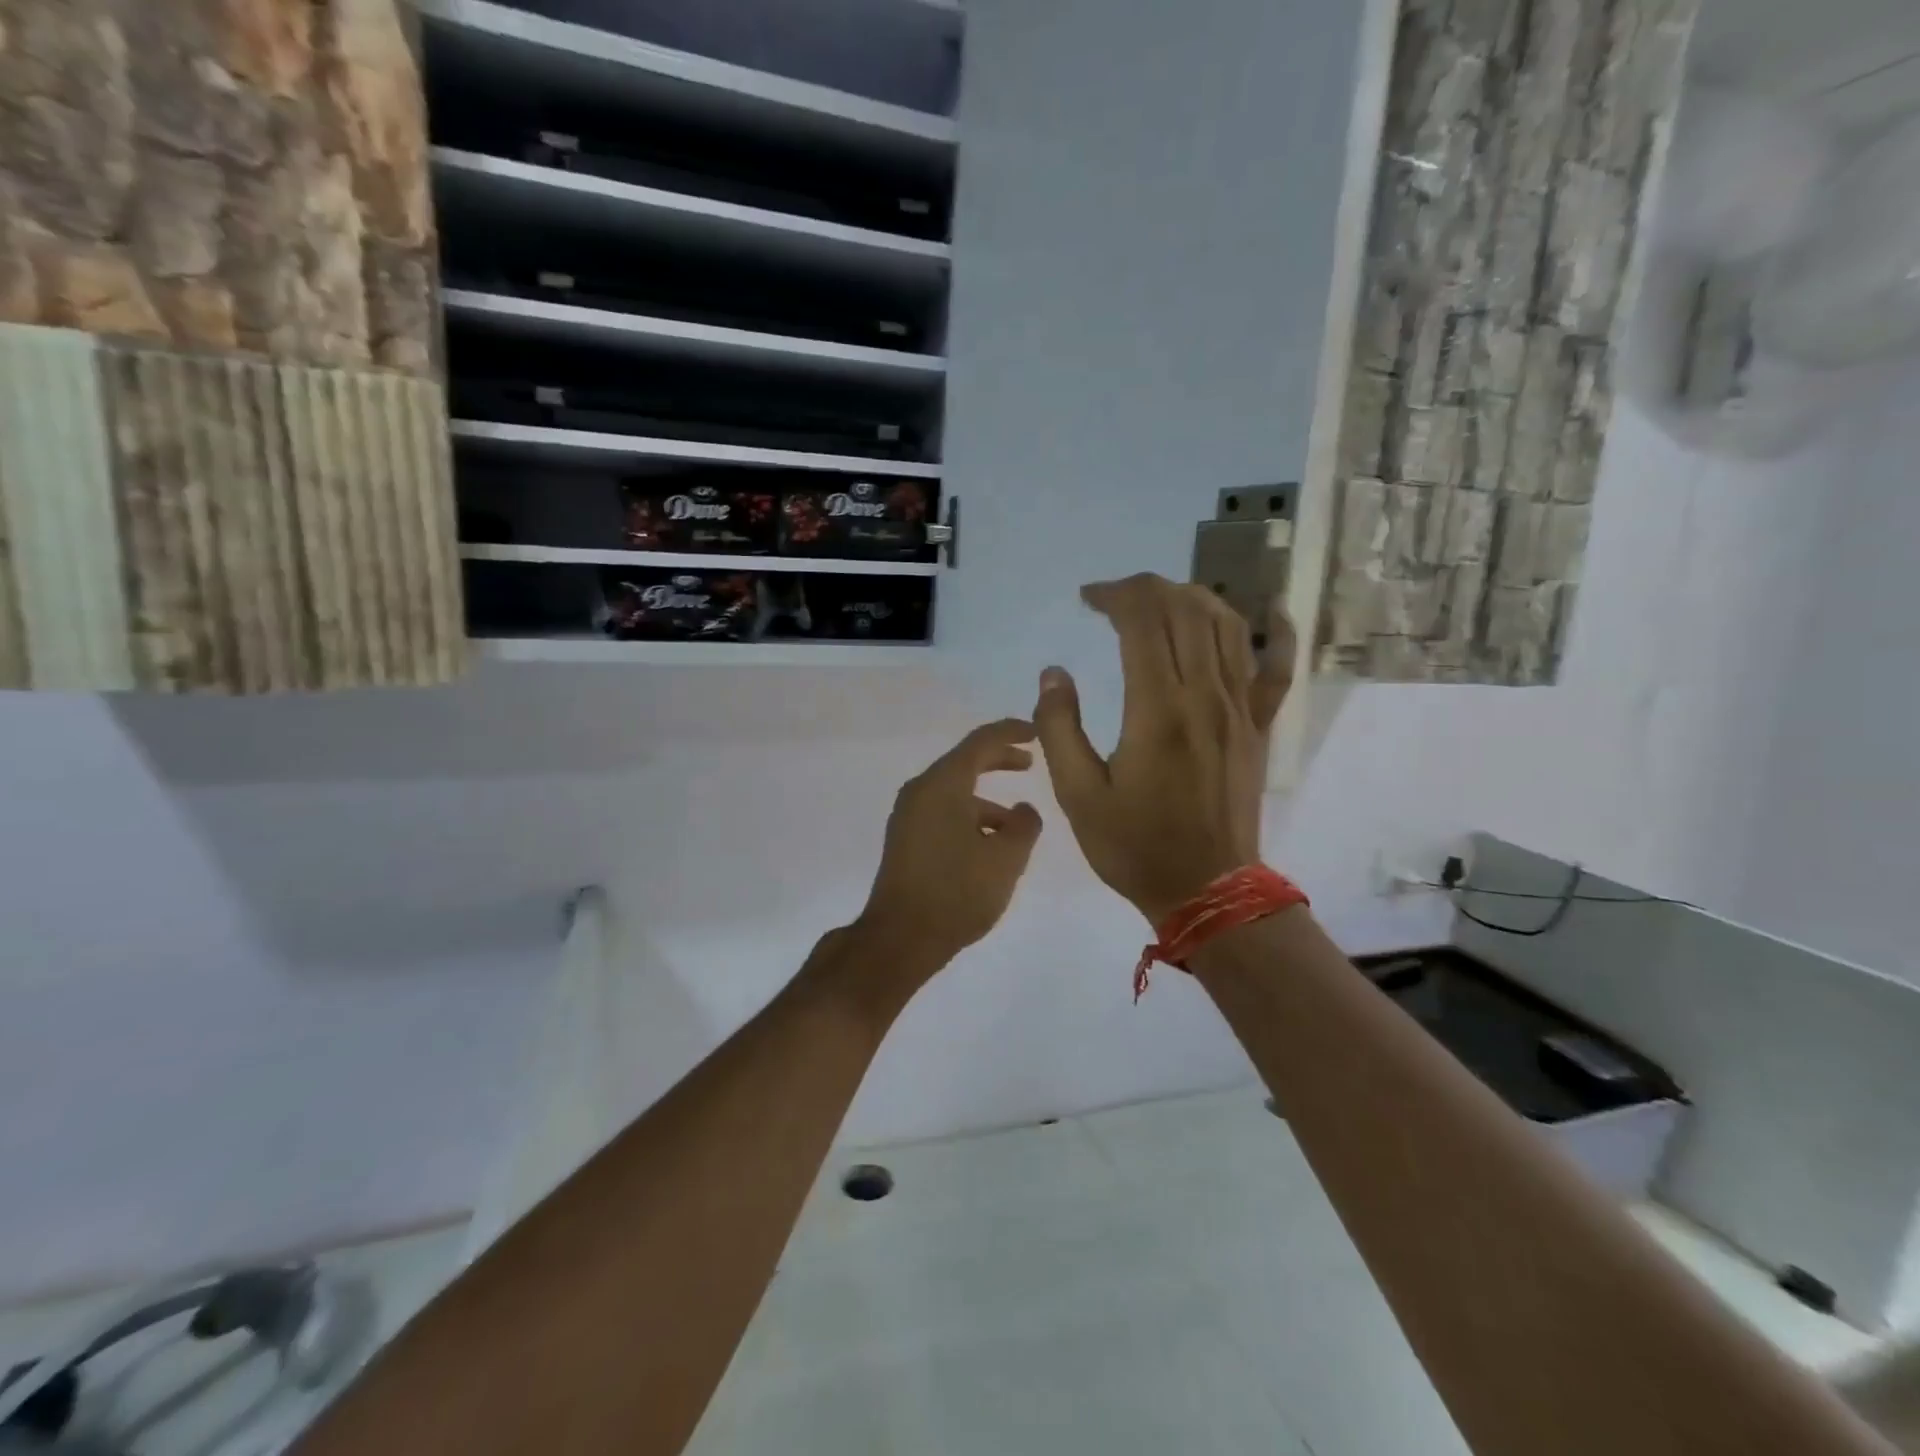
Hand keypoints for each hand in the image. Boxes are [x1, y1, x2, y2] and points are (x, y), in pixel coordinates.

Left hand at [852, 718, 1043, 978]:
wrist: (900, 938)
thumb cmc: (957, 892)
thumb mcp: (1006, 859)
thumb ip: (1024, 826)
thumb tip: (1024, 810)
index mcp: (943, 784)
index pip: (981, 742)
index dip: (1011, 732)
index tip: (1036, 732)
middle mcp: (921, 791)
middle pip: (964, 762)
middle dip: (999, 760)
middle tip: (1029, 763)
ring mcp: (908, 816)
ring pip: (954, 792)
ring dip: (986, 799)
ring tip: (1018, 823)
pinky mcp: (905, 839)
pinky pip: (943, 812)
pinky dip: (969, 816)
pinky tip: (989, 845)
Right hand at [1033, 574, 1292, 924]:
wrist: (1208, 891)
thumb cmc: (1135, 846)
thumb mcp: (1078, 795)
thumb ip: (1060, 728)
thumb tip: (1054, 673)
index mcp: (1157, 709)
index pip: (1143, 620)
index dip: (1114, 595)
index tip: (1087, 599)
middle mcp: (1205, 695)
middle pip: (1185, 610)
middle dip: (1147, 589)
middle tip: (1114, 598)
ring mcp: (1240, 708)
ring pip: (1227, 626)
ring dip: (1193, 598)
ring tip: (1161, 601)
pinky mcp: (1259, 726)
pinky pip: (1278, 667)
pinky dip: (1278, 631)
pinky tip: (1270, 609)